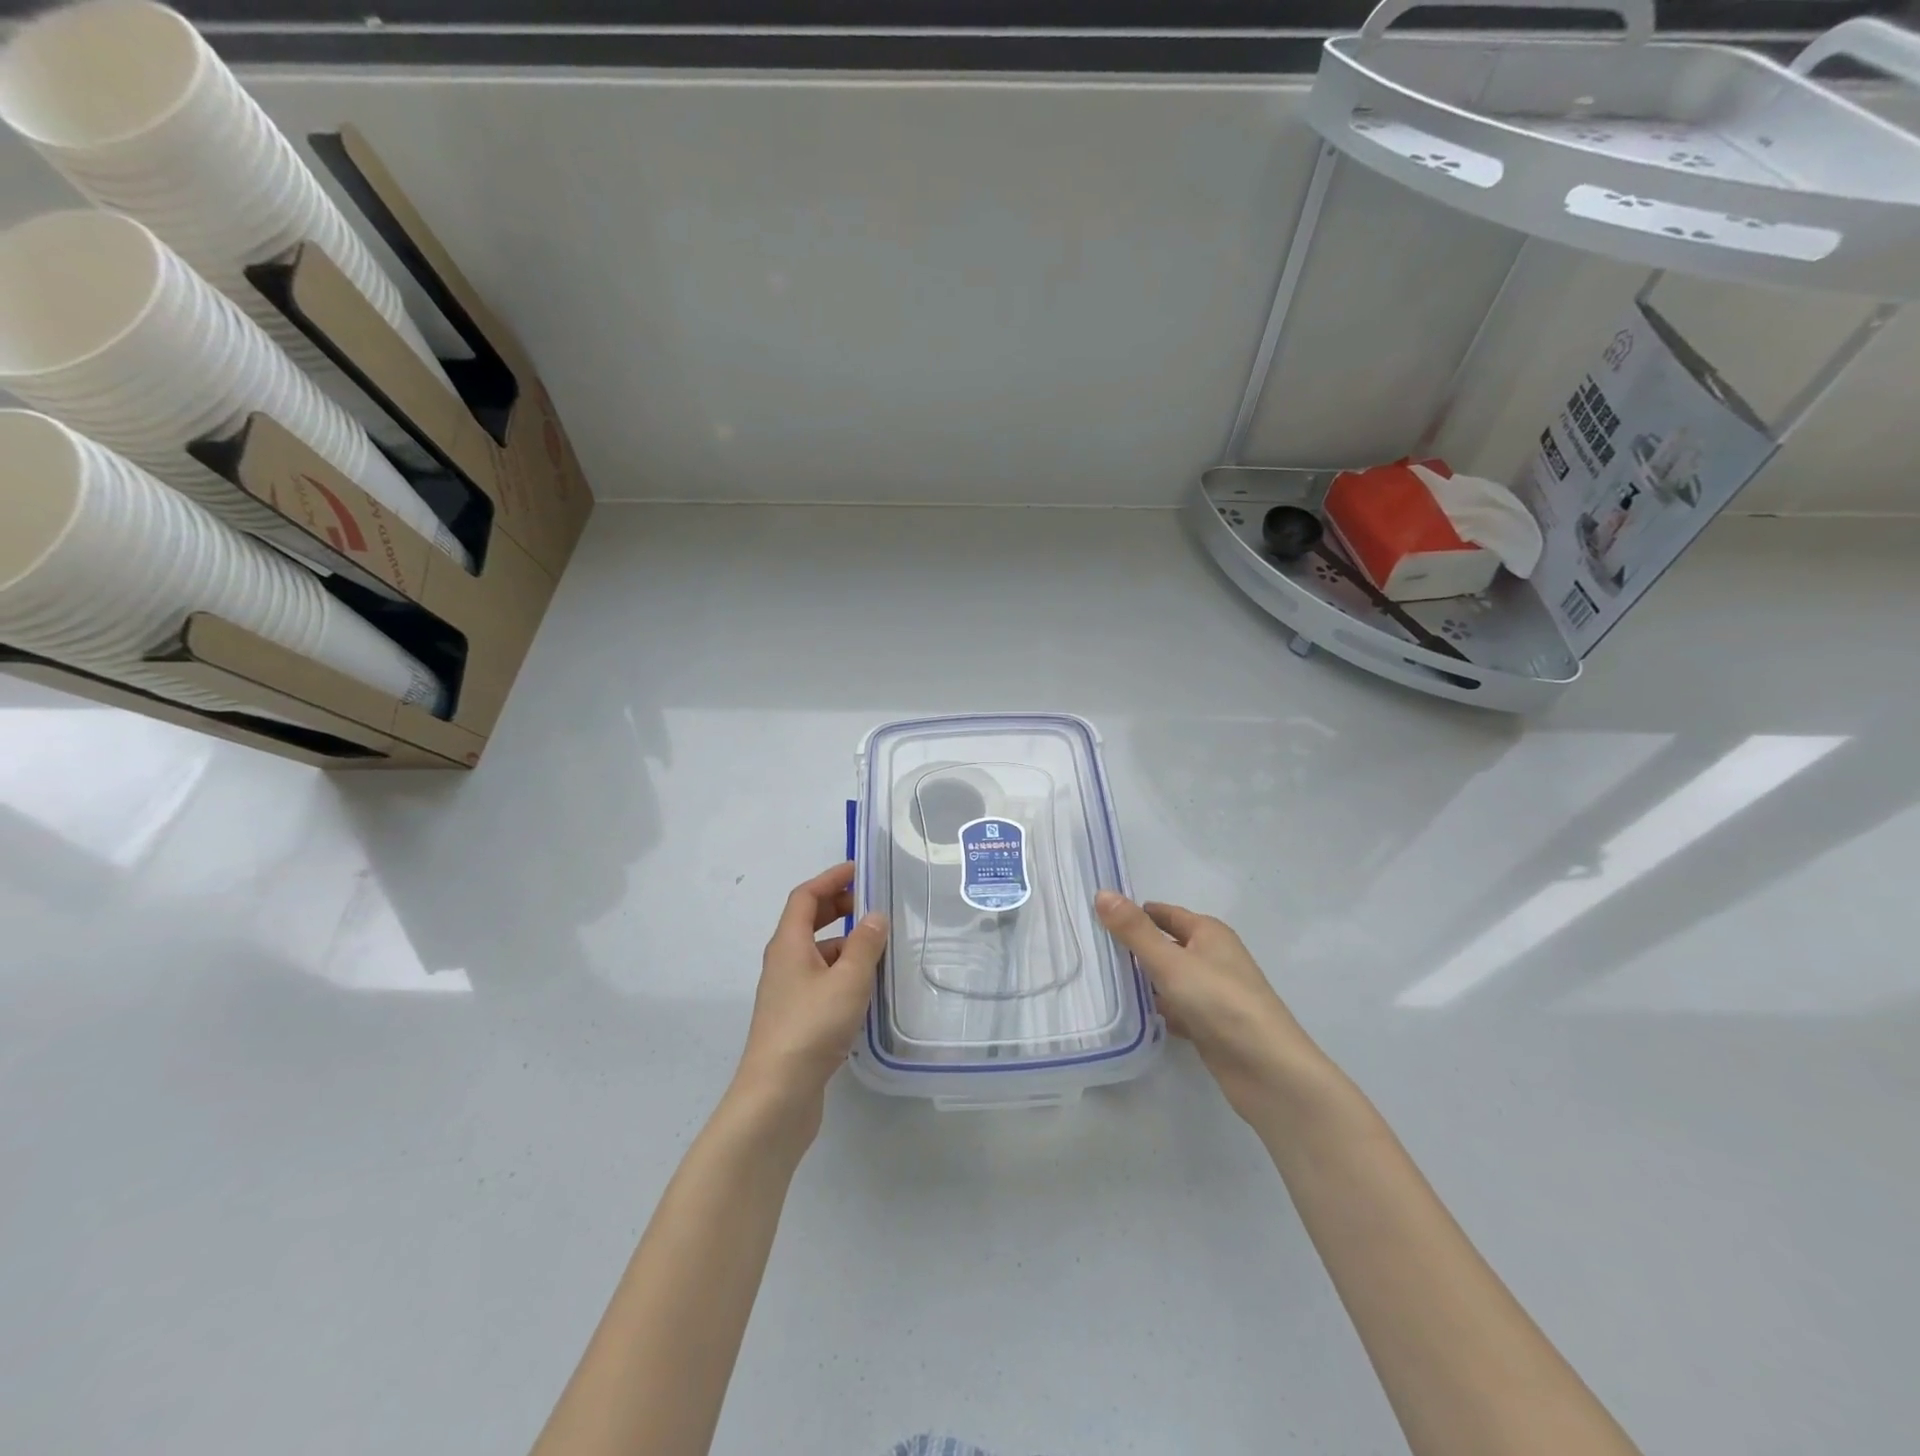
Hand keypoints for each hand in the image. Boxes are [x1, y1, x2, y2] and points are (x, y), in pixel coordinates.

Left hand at [733, 862, 888, 1131]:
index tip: (860, 870)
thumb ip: (865, 944)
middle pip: (808, 922)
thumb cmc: (811, 1027)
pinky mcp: (795, 1020)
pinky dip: (843, 972)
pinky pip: (821, 980)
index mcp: (788, 944)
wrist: (776, 1095)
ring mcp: (787, 993)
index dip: (830, 878)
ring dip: (845, 943)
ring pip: (817, 954)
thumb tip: (875, 916)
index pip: (805, 897)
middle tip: (874, 904)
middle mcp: (783, 963)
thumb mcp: (848, 980)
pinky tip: (867, 988)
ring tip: (880, 947)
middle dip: (838, 907)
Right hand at [1095, 891, 1325, 1123]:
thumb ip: (1134, 931)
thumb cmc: (1220, 1002)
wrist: (1267, 1070)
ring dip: (1143, 980)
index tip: (1097, 917)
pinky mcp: (1210, 1025)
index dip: (1134, 913)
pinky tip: (1131, 1015)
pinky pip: (1176, 1007)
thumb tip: (1102, 893)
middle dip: (1134, 947)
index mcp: (1209, 933)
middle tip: (1090, 950)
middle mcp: (1213, 957)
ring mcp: (1213, 993)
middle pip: (1166, 945)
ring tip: (1100, 980)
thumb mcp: (1170, 961)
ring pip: (1169, 978)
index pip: (1164, 913)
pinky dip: (1157, 1009)